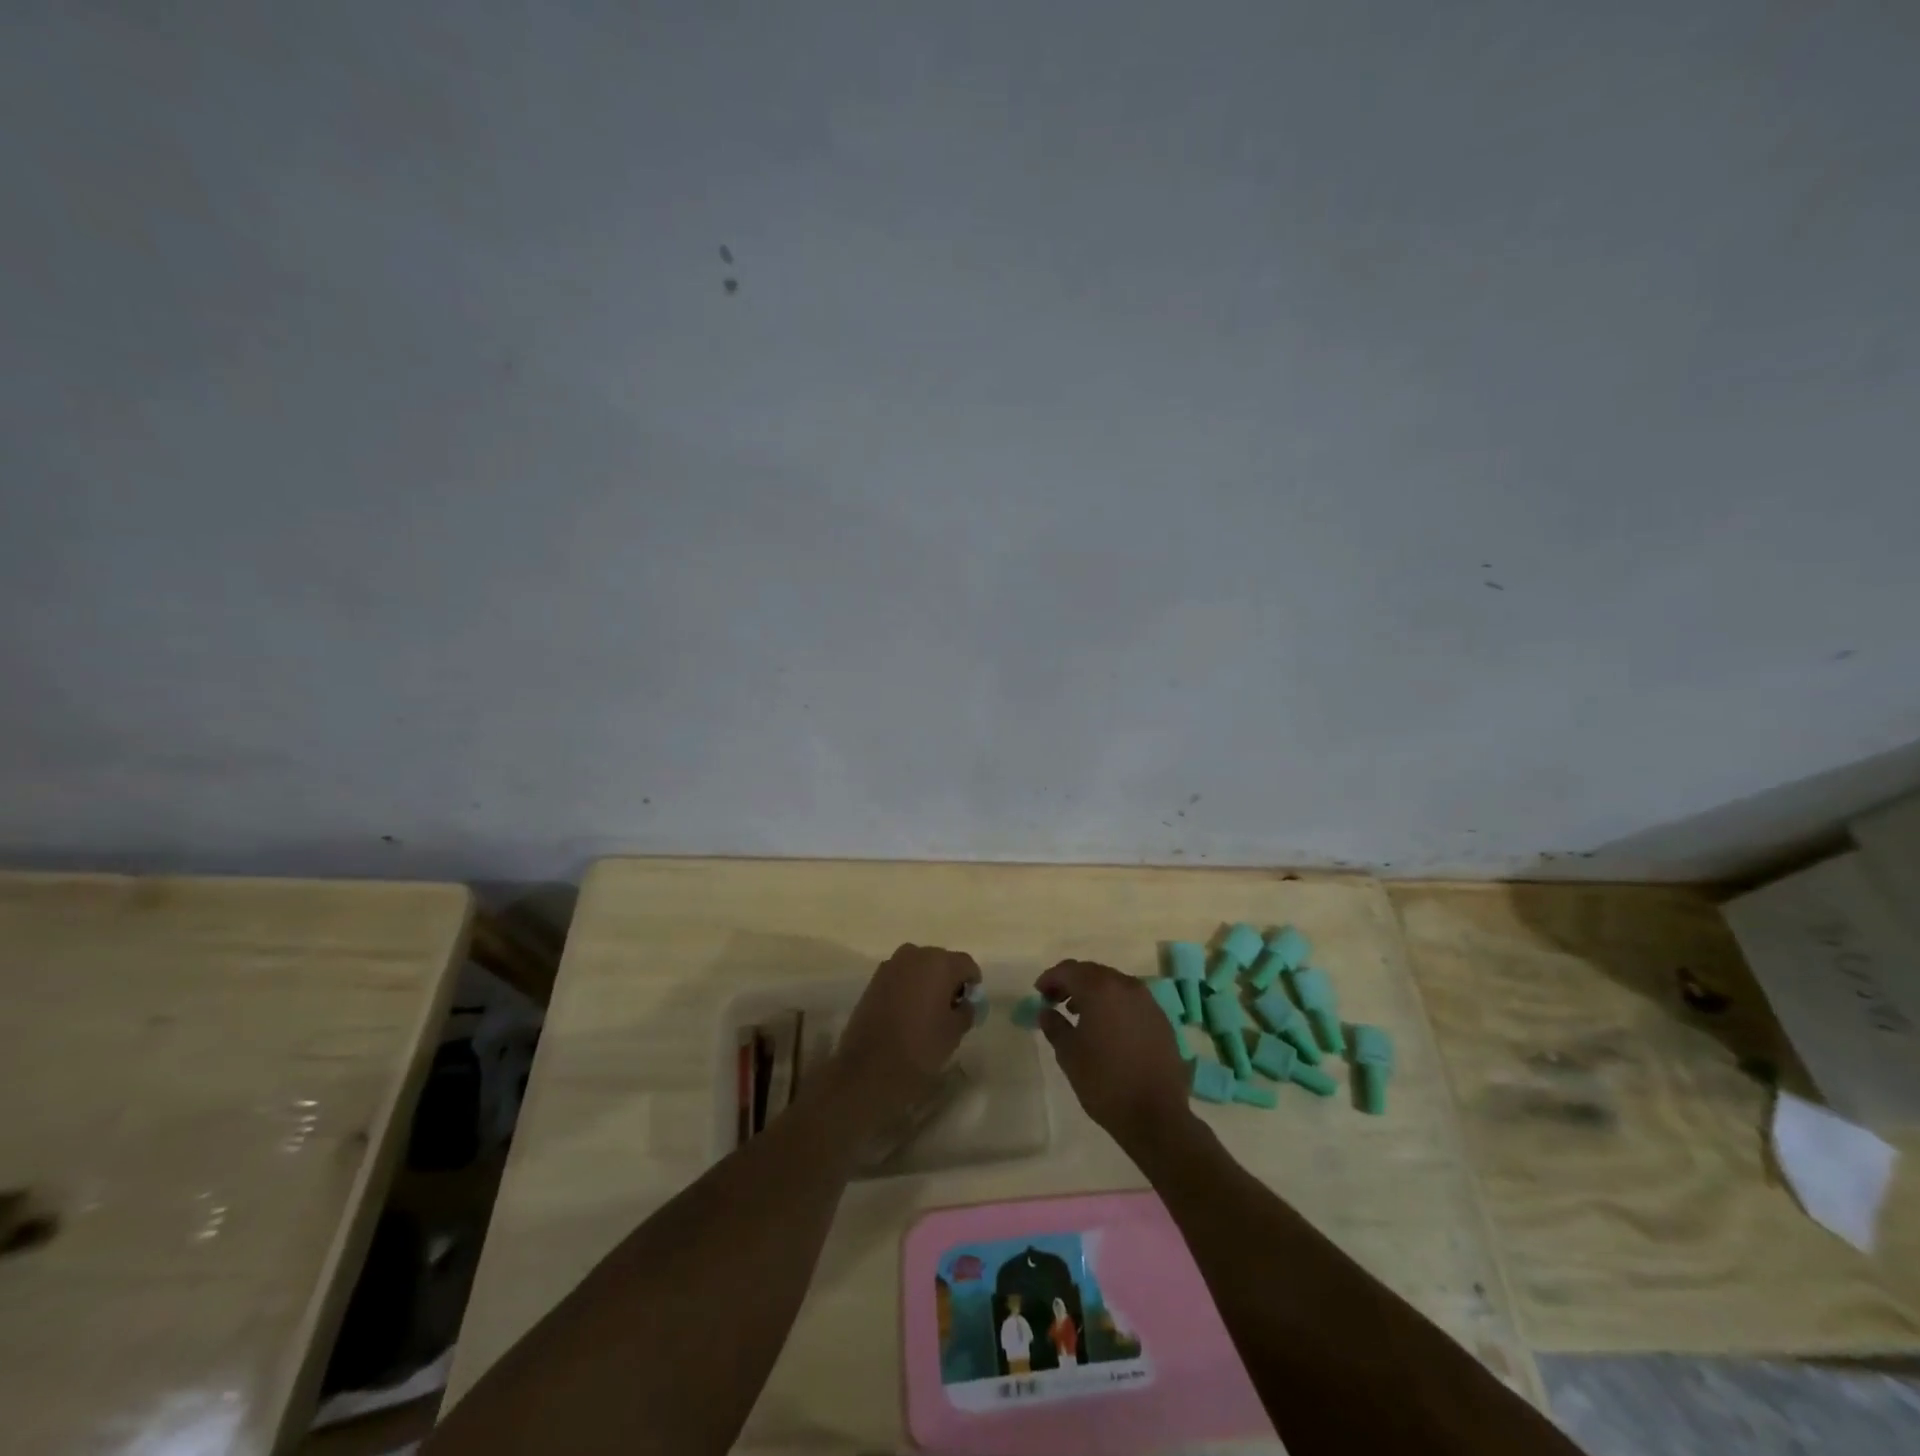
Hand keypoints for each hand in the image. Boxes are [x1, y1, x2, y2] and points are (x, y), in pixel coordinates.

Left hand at [830, 944, 980, 1103]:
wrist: (870, 1067)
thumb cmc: (920, 1047)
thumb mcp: (955, 1032)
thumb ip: (966, 1010)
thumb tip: (964, 1003)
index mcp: (940, 963)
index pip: (966, 964)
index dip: (972, 983)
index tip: (969, 1004)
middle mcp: (915, 955)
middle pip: (941, 961)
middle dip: (948, 980)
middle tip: (950, 1008)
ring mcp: (891, 965)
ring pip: (919, 967)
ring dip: (927, 982)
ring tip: (927, 1011)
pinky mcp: (874, 979)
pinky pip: (900, 976)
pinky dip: (908, 987)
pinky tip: (907, 1013)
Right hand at [1036, 960, 1193, 1149]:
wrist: (1156, 1115)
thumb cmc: (1104, 1082)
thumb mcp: (1069, 1054)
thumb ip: (1054, 1026)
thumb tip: (1046, 1012)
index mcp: (1100, 989)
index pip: (1069, 970)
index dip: (1050, 978)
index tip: (1038, 993)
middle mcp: (1126, 986)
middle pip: (1092, 972)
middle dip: (1071, 983)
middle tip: (1055, 1001)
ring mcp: (1148, 1002)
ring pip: (1114, 985)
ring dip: (1093, 992)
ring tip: (1078, 1014)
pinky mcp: (1161, 1019)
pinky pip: (1131, 1001)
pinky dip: (1114, 1005)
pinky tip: (1107, 1028)